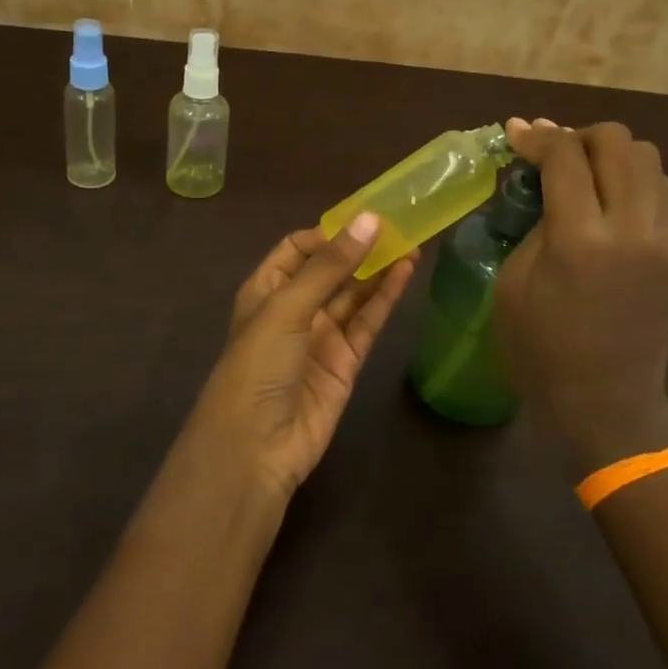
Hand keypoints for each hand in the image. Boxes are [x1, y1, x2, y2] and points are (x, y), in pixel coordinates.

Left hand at [185, 216, 418, 496]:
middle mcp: (293, 309)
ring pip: (354, 295)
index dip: (328, 234)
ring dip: (379, 270)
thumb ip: (330, 266)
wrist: (255, 448)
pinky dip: (385, 299)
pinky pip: (367, 323)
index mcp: (266, 289)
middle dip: (360, 249)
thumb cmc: (258, 365)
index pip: (297, 248)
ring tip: (412, 243)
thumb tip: (369, 220)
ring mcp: (321, 337)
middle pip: (330, 270)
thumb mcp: (287, 308)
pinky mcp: (345, 363)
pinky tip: (405, 273)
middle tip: (399, 226)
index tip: (363, 220)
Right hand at [496, 118, 667, 475]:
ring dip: (613, 154)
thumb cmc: (541, 350)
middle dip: (579, 136)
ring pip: (651, 159)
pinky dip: (637, 180)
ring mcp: (664, 240)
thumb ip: (532, 225)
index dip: (537, 137)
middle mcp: (631, 229)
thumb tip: (539, 182)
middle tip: (552, 153)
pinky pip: (666, 191)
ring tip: (585, 172)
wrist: (607, 402)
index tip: (516, 133)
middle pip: (617, 143)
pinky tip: (612, 199)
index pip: (565, 157)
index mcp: (580, 240)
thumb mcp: (513, 285)